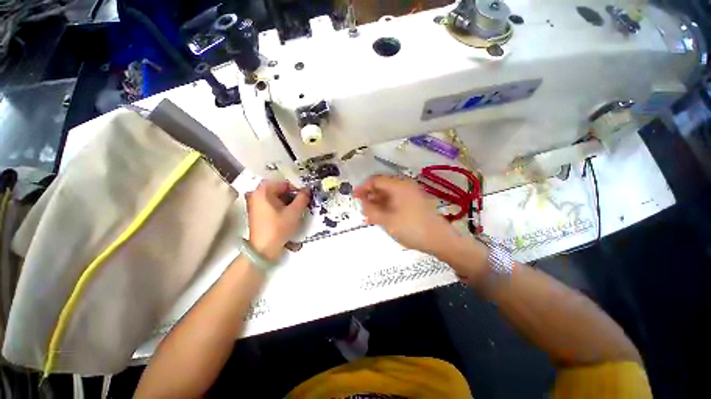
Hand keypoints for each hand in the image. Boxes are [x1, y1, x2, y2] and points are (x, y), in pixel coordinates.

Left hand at [246, 180, 309, 261]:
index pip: (285, 184)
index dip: (297, 189)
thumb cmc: (278, 228)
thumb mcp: (294, 212)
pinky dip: (281, 206)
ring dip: (287, 201)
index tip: (306, 197)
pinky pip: (271, 204)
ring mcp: (255, 203)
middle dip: (292, 195)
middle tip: (302, 203)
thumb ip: (302, 198)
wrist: (263, 249)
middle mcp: (256, 194)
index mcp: (263, 191)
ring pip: (276, 197)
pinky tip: (288, 214)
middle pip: (279, 190)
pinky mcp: (256, 212)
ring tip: (297, 209)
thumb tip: (307, 190)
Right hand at [354, 175, 455, 254]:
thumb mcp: (387, 221)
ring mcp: (411, 194)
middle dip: (370, 197)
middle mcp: (405, 186)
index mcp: (398, 186)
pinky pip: (396, 201)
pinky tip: (381, 218)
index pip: (376, 180)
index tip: (354, 197)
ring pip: (389, 195)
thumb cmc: (412, 228)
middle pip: (382, 187)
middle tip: (362, 208)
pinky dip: (387, 207)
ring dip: (378, 203)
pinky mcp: (415, 202)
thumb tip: (363, 203)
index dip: (363, 188)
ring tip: (369, 216)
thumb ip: (371, 210)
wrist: (440, 239)